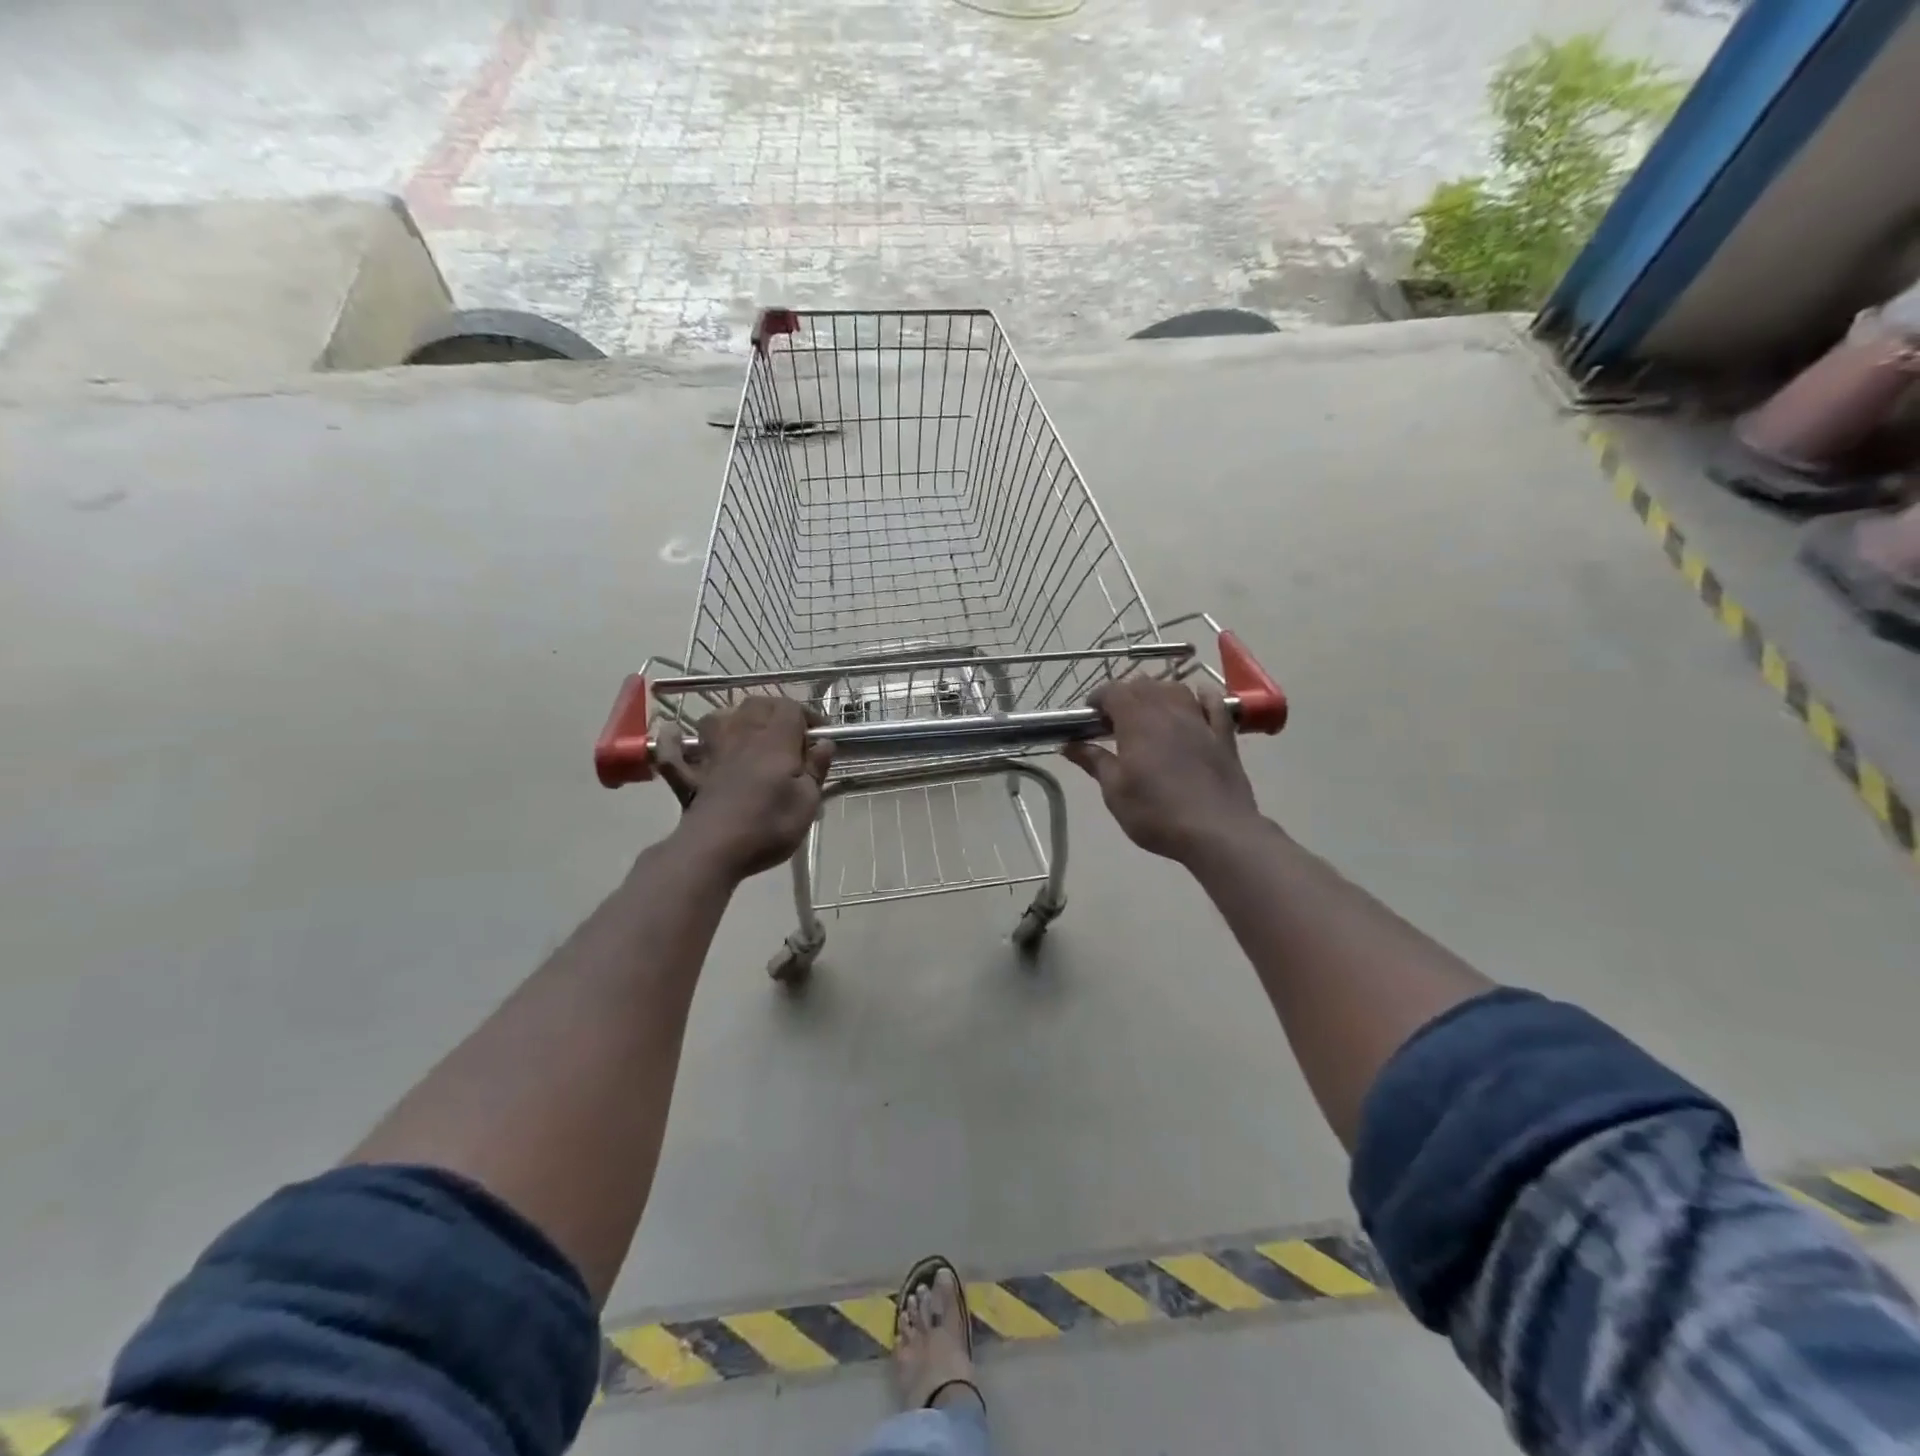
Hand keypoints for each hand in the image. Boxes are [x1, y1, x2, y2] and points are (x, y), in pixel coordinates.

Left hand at [656, 697, 832, 879]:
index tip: (819, 735)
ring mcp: (711, 753)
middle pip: (756, 705)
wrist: (715, 849)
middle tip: (789, 735)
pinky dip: (673, 741)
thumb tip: (824, 743)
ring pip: (717, 718)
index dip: (808, 715)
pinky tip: (673, 735)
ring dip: (732, 719)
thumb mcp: (807, 801)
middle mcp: (741, 736)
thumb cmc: (769, 825)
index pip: (790, 707)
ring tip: (746, 734)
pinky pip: (673, 750)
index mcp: (775, 740)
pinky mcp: (689, 775)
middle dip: (775, 712)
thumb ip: (816, 769)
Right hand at [1063, 678, 1262, 861]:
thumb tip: (1069, 745)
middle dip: (1125, 695)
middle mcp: (1168, 711)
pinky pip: (1215, 704)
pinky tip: (1198, 699)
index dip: (1097, 698)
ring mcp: (1200, 721)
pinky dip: (1202, 697)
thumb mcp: (1114, 791)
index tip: (1089, 717)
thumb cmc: (1156, 812)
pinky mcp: (1224, 736)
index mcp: (1137, 721)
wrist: (1217, 831)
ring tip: (1150, 713)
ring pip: (1176, 689)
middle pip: (1144, 684)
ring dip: (1159, 693)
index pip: (1113, 691)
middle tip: (1114, 721)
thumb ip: (1093, 762)